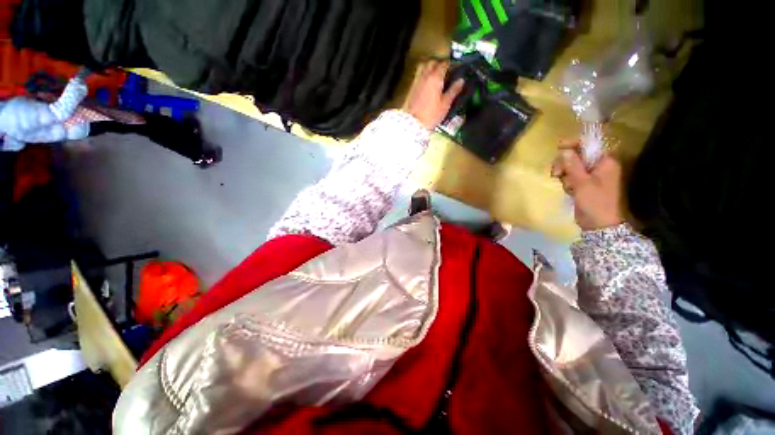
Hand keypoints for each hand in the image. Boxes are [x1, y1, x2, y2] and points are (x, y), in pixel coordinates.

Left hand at [402, 59, 464, 129]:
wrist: (414, 123)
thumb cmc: (432, 114)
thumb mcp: (445, 103)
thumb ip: (453, 90)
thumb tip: (461, 80)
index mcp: (435, 77)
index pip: (444, 64)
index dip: (451, 65)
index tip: (456, 68)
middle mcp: (425, 75)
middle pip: (432, 62)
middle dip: (439, 64)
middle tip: (446, 71)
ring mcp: (417, 81)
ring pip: (424, 67)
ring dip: (430, 68)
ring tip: (436, 76)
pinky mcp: (412, 88)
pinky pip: (419, 76)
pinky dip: (424, 76)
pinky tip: (428, 84)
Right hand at [552, 145, 623, 230]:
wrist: (599, 224)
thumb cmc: (595, 202)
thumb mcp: (582, 183)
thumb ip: (573, 166)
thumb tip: (565, 151)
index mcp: (605, 162)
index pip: (589, 145)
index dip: (574, 144)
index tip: (559, 146)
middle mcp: (599, 166)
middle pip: (577, 156)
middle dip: (565, 163)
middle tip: (556, 173)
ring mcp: (591, 176)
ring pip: (572, 167)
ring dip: (565, 174)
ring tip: (565, 185)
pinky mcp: (584, 184)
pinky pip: (571, 177)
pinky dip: (567, 181)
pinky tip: (568, 190)